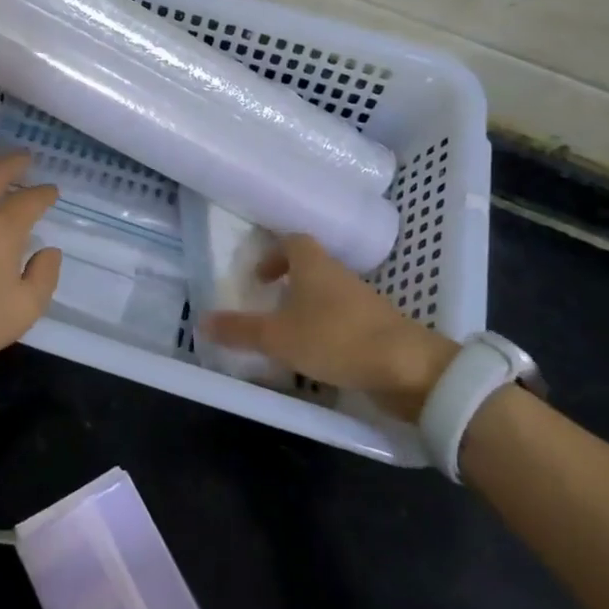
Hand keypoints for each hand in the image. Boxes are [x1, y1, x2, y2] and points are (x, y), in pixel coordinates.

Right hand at [200, 234, 456, 419]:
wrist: (407, 368)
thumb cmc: (336, 338)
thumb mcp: (278, 337)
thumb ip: (240, 330)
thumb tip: (201, 321)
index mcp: (315, 265)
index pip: (293, 241)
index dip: (273, 253)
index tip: (258, 276)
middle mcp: (339, 276)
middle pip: (311, 267)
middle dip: (288, 282)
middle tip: (268, 304)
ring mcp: (362, 302)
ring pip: (327, 294)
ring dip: (307, 308)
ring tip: (287, 334)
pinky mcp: (377, 328)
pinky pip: (343, 319)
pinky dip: (326, 330)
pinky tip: (316, 356)